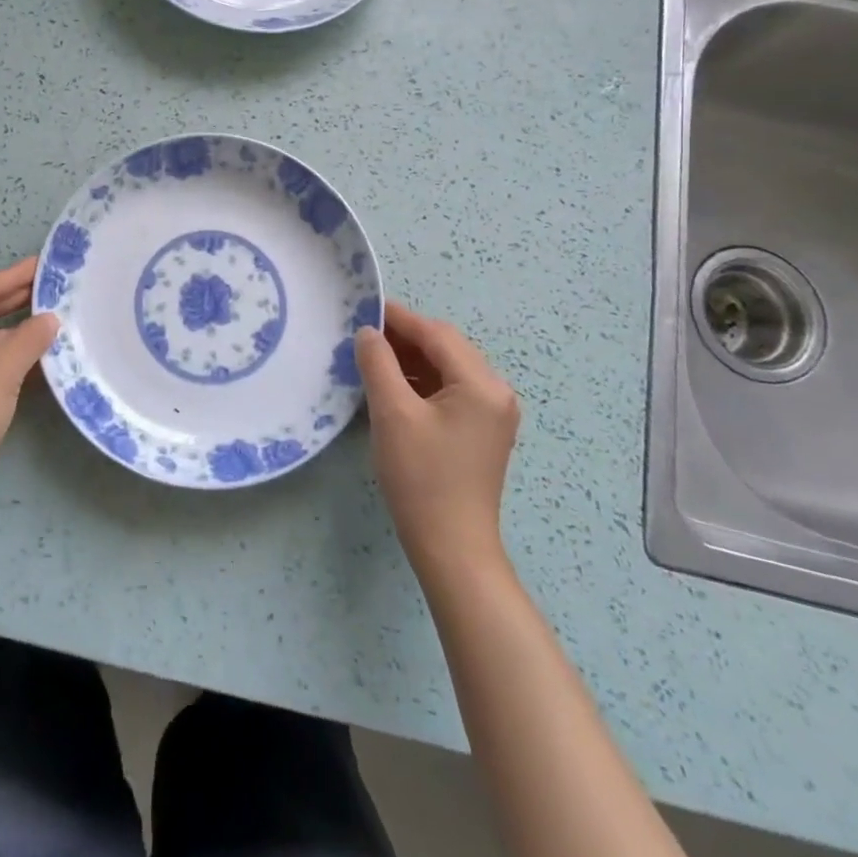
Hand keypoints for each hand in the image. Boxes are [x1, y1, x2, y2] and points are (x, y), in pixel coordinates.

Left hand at [0, 259, 58, 508]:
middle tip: (51, 284)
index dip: (14, 277)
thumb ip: (29, 337)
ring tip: (48, 312)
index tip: (43, 262)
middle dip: (13, 301)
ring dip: (10, 329)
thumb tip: (50, 318)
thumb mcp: (1, 371)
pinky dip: (1, 353)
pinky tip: (30, 347)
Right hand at [356, 301, 520, 579]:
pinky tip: (392, 387)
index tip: (362, 307)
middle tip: (362, 334)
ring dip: (411, 360)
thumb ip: (378, 363)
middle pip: (445, 348)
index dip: (398, 318)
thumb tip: (368, 332)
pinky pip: (449, 391)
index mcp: (482, 384)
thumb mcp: (392, 413)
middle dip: (404, 338)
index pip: (436, 334)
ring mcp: (492, 414)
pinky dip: (420, 382)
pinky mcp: (481, 432)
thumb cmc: (421, 478)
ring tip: (371, 359)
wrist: (452, 549)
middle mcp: (496, 392)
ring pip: (446, 369)